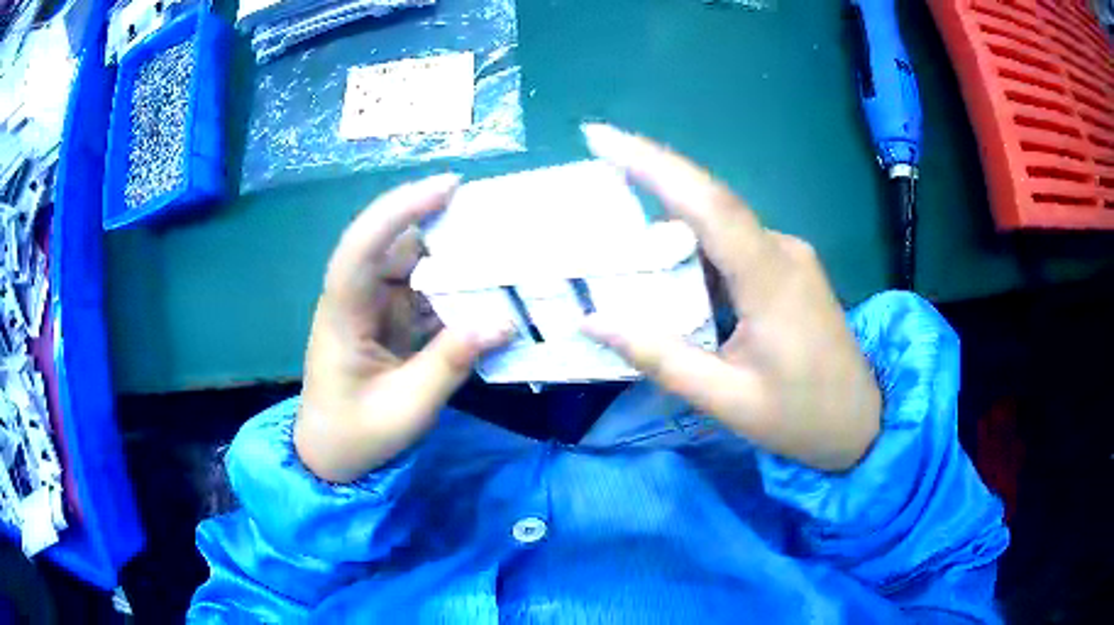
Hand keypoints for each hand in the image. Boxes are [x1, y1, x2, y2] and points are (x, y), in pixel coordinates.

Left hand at [295, 175, 510, 482]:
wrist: (332, 457)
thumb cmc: (356, 435)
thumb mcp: (406, 408)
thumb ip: (450, 363)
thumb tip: (503, 322)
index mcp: (343, 314)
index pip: (362, 247)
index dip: (400, 210)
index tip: (448, 187)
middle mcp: (356, 298)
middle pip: (393, 244)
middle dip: (438, 221)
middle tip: (494, 213)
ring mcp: (374, 308)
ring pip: (412, 265)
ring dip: (452, 256)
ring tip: (501, 247)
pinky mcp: (389, 322)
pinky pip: (424, 293)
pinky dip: (454, 289)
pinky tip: (487, 289)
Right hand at [581, 124, 880, 470]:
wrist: (860, 422)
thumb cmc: (799, 416)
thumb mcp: (726, 399)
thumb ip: (661, 358)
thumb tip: (594, 321)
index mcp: (772, 280)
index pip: (710, 204)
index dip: (654, 164)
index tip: (601, 138)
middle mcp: (783, 250)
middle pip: (710, 204)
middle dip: (650, 182)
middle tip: (593, 183)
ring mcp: (789, 255)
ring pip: (721, 223)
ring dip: (671, 221)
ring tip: (617, 229)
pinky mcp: (788, 267)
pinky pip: (734, 243)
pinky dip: (695, 246)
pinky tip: (667, 265)